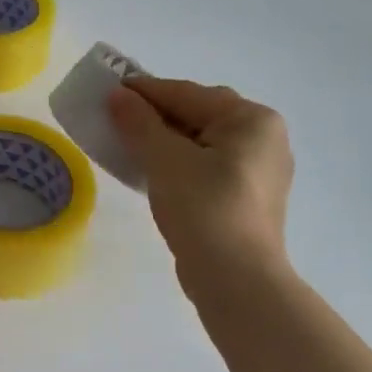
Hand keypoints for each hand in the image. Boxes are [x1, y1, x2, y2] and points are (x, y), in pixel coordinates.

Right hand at [108, 76, 294, 296]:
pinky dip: (179, 162)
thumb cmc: (204, 207)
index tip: (107, 91)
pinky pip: (207, 165)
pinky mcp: (248, 198)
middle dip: (155, 115)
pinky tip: (152, 170)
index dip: (143, 91)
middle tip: (116, 118)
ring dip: (164, 140)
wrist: (236, 280)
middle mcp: (264, 138)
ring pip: (201, 141)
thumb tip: (118, 96)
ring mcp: (260, 170)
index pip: (187, 94)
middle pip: (198, 114)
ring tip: (128, 144)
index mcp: (252, 119)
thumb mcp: (164, 158)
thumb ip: (139, 122)